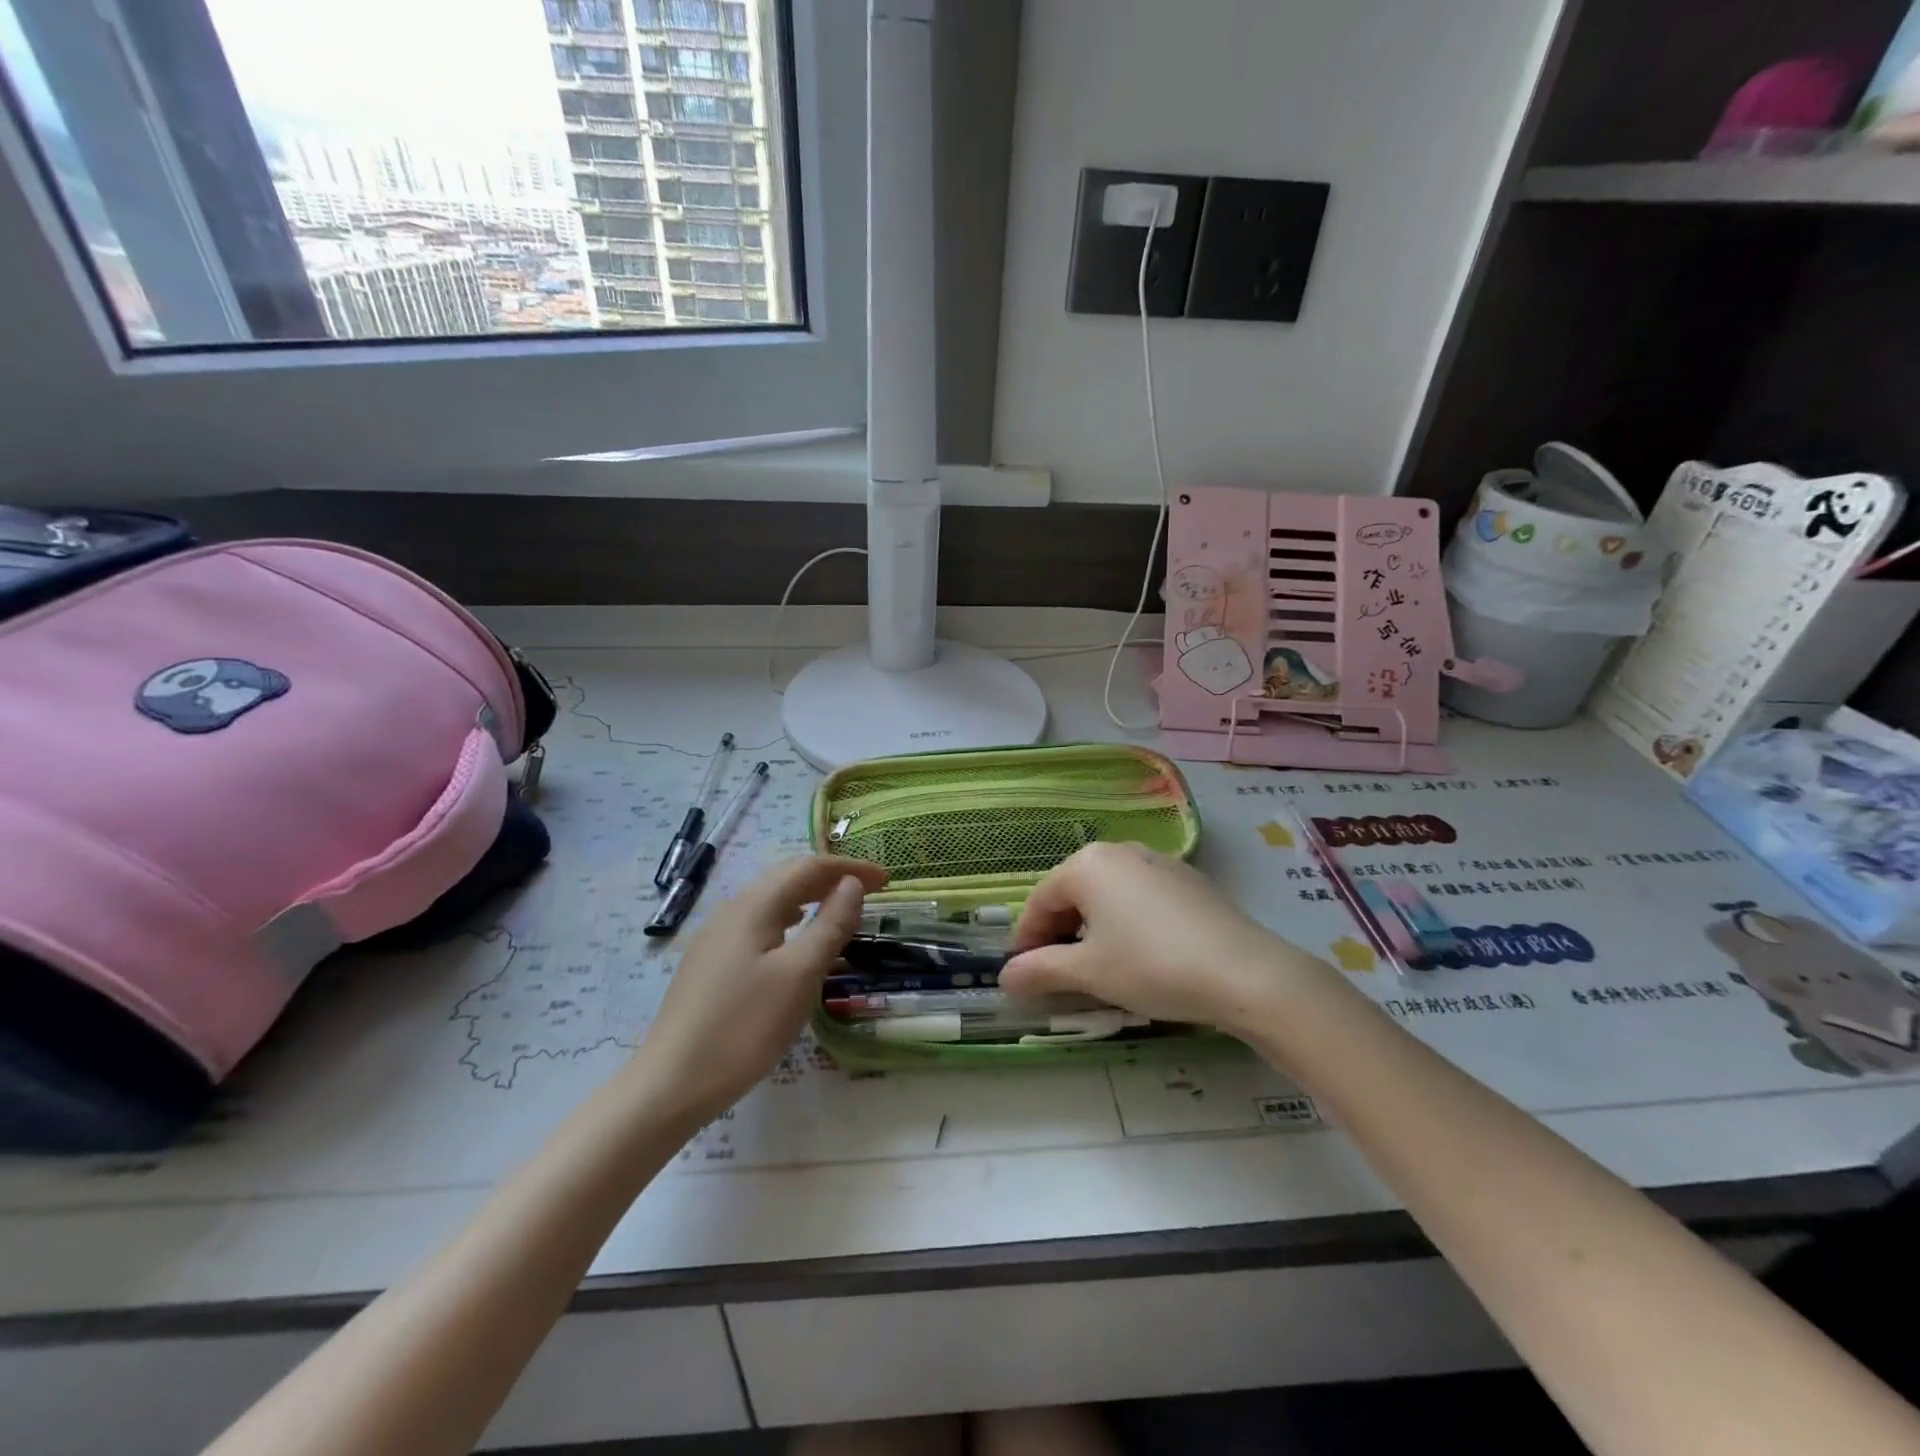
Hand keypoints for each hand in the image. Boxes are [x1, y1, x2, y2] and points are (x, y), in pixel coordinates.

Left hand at [635, 855, 886, 1124]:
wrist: (671, 1084)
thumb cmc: (744, 1027)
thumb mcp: (799, 975)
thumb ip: (829, 925)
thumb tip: (852, 883)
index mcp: (754, 906)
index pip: (809, 868)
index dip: (849, 867)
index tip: (886, 879)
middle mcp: (732, 910)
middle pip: (787, 877)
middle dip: (830, 877)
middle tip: (868, 890)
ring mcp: (716, 937)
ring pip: (771, 900)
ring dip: (809, 896)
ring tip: (837, 908)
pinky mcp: (710, 963)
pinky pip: (758, 923)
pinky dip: (788, 919)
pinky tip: (794, 940)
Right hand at [999, 842, 1331, 1036]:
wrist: (1244, 972)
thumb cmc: (1151, 966)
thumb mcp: (1089, 972)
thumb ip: (1041, 970)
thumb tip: (1004, 977)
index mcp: (1087, 864)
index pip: (1039, 901)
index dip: (1026, 940)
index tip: (1022, 974)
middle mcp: (1119, 851)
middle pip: (1072, 892)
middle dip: (1058, 932)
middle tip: (1057, 973)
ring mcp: (1157, 861)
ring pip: (1106, 894)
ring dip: (1091, 927)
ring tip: (1097, 966)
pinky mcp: (1186, 879)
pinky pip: (1138, 896)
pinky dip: (1124, 921)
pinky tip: (1138, 953)